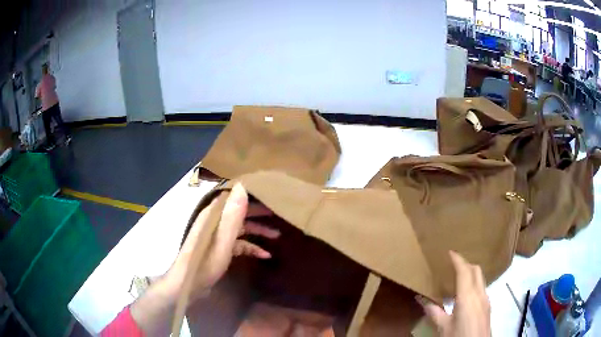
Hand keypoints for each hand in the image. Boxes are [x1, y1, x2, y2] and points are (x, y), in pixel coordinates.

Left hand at [164, 183, 279, 299]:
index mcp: (213, 215)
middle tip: (279, 213)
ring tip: (277, 236)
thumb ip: (232, 216)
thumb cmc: (204, 263)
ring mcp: (217, 236)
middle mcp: (215, 221)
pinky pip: (238, 243)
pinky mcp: (219, 248)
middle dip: (258, 213)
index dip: (251, 194)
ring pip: (240, 228)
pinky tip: (264, 255)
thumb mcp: (222, 242)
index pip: (234, 196)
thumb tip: (243, 186)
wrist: (188, 286)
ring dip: (257, 232)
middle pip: (239, 212)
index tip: (269, 193)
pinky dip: (251, 247)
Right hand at [418, 251, 490, 336]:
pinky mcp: (487, 306)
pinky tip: (465, 294)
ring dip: (471, 273)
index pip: (464, 271)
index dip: (457, 259)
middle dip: (465, 263)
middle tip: (453, 264)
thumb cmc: (459, 336)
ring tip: (458, 277)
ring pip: (480, 278)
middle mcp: (480, 293)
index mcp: (467, 297)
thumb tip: (421, 299)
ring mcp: (486, 299)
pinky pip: (482, 287)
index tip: (450, 252)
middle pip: (476, 270)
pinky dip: (474, 283)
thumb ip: (434, 312)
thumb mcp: (443, 327)